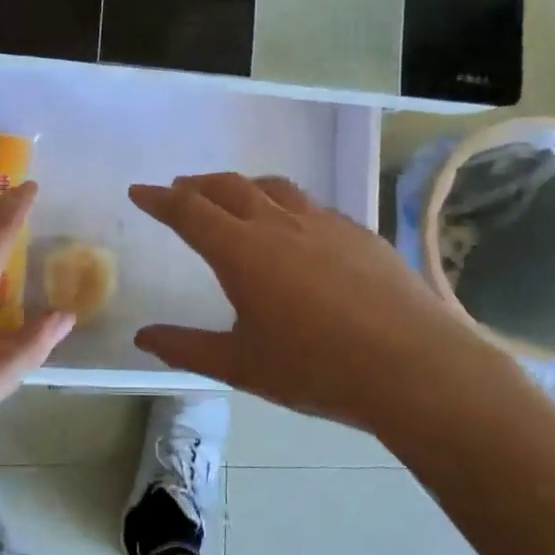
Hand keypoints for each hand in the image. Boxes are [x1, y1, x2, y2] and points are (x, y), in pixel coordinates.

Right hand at [129, 173, 515, 438]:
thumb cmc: (316, 368)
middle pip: (228, 187)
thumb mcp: (241, 365)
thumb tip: (143, 337)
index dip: (159, 199)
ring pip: (273, 188)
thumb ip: (187, 348)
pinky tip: (295, 228)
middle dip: (198, 185)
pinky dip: (286, 205)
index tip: (140, 191)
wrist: (413, 367)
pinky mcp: (359, 233)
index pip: (188, 211)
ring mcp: (324, 224)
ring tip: (233, 197)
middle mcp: (278, 224)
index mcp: (241, 251)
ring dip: (243, 187)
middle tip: (180, 190)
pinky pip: (311, 206)